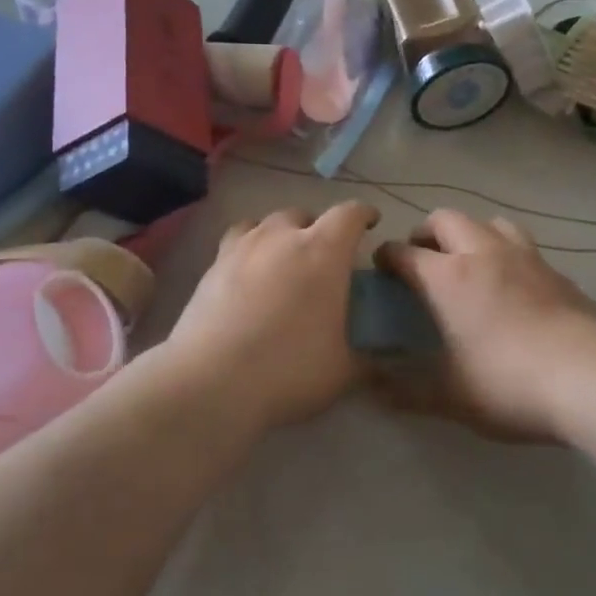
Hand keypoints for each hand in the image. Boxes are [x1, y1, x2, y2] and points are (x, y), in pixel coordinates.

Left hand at [165, 202, 380, 429]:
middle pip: (303, 215)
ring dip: (279, 235)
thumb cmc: (289, 368)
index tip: (371, 221)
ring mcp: (242, 248)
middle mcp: (282, 237)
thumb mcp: (341, 372)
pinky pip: (236, 243)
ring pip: (265, 224)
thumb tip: (384, 366)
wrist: (211, 381)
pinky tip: (248, 275)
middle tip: (322, 257)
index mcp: (323, 251)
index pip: (350, 215)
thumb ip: (367, 361)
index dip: (364, 214)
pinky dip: (248, 250)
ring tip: (282, 259)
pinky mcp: (212, 266)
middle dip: (316, 229)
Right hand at [375, 210, 595, 440]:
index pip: (405, 252)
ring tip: (468, 262)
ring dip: (470, 234)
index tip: (381, 269)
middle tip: (422, 261)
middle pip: (445, 219)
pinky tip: (511, 283)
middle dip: (426, 233)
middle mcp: (482, 253)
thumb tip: (373, 388)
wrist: (591, 377)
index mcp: (448, 276)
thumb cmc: (509, 382)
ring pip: (489, 222)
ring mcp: (524, 256)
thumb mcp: (451, 396)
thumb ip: (407, 391)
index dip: (387, 257)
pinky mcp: (555, 270)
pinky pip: (521, 245)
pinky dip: (505, 252)